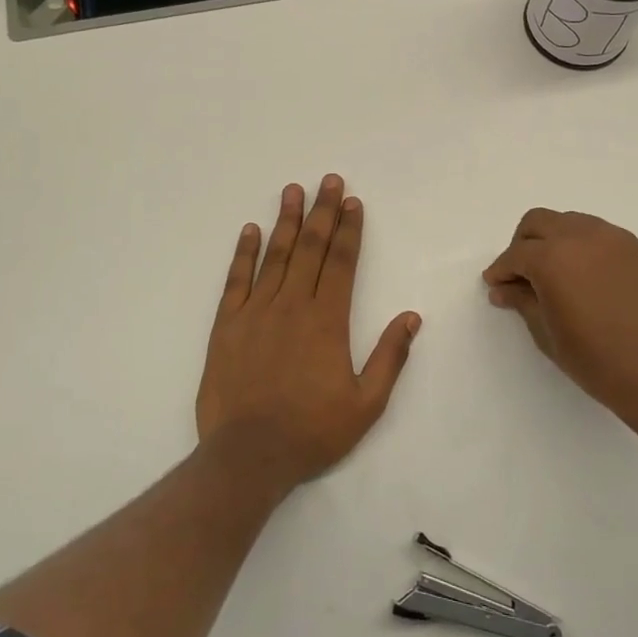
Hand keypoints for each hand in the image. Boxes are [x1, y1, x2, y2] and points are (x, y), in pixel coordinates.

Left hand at [196, 176, 420, 487]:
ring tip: (292, 190)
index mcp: (327, 321)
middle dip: (322, 212)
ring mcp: (255, 312)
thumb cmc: (312, 431)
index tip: (352, 202)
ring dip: (285, 221)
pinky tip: (250, 230)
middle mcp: (291, 306)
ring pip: (274, 256)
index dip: (348, 230)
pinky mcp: (226, 326)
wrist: (248, 456)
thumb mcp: (366, 404)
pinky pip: (235, 281)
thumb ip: (389, 357)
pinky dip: (244, 253)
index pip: (340, 263)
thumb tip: (411, 317)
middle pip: (309, 249)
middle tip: (328, 180)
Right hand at [482, 208, 637, 425]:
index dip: (501, 270)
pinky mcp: (635, 248)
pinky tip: (585, 275)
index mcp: (552, 257)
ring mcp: (612, 238)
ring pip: (569, 222)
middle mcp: (581, 236)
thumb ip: (522, 301)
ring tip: (555, 273)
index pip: (516, 254)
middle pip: (539, 222)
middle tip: (521, 274)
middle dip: (523, 244)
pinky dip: (582, 246)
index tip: (496, 285)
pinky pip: (598, 234)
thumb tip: (502, 289)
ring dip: (553, 240)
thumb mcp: (546, 332)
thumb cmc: (594, 358)